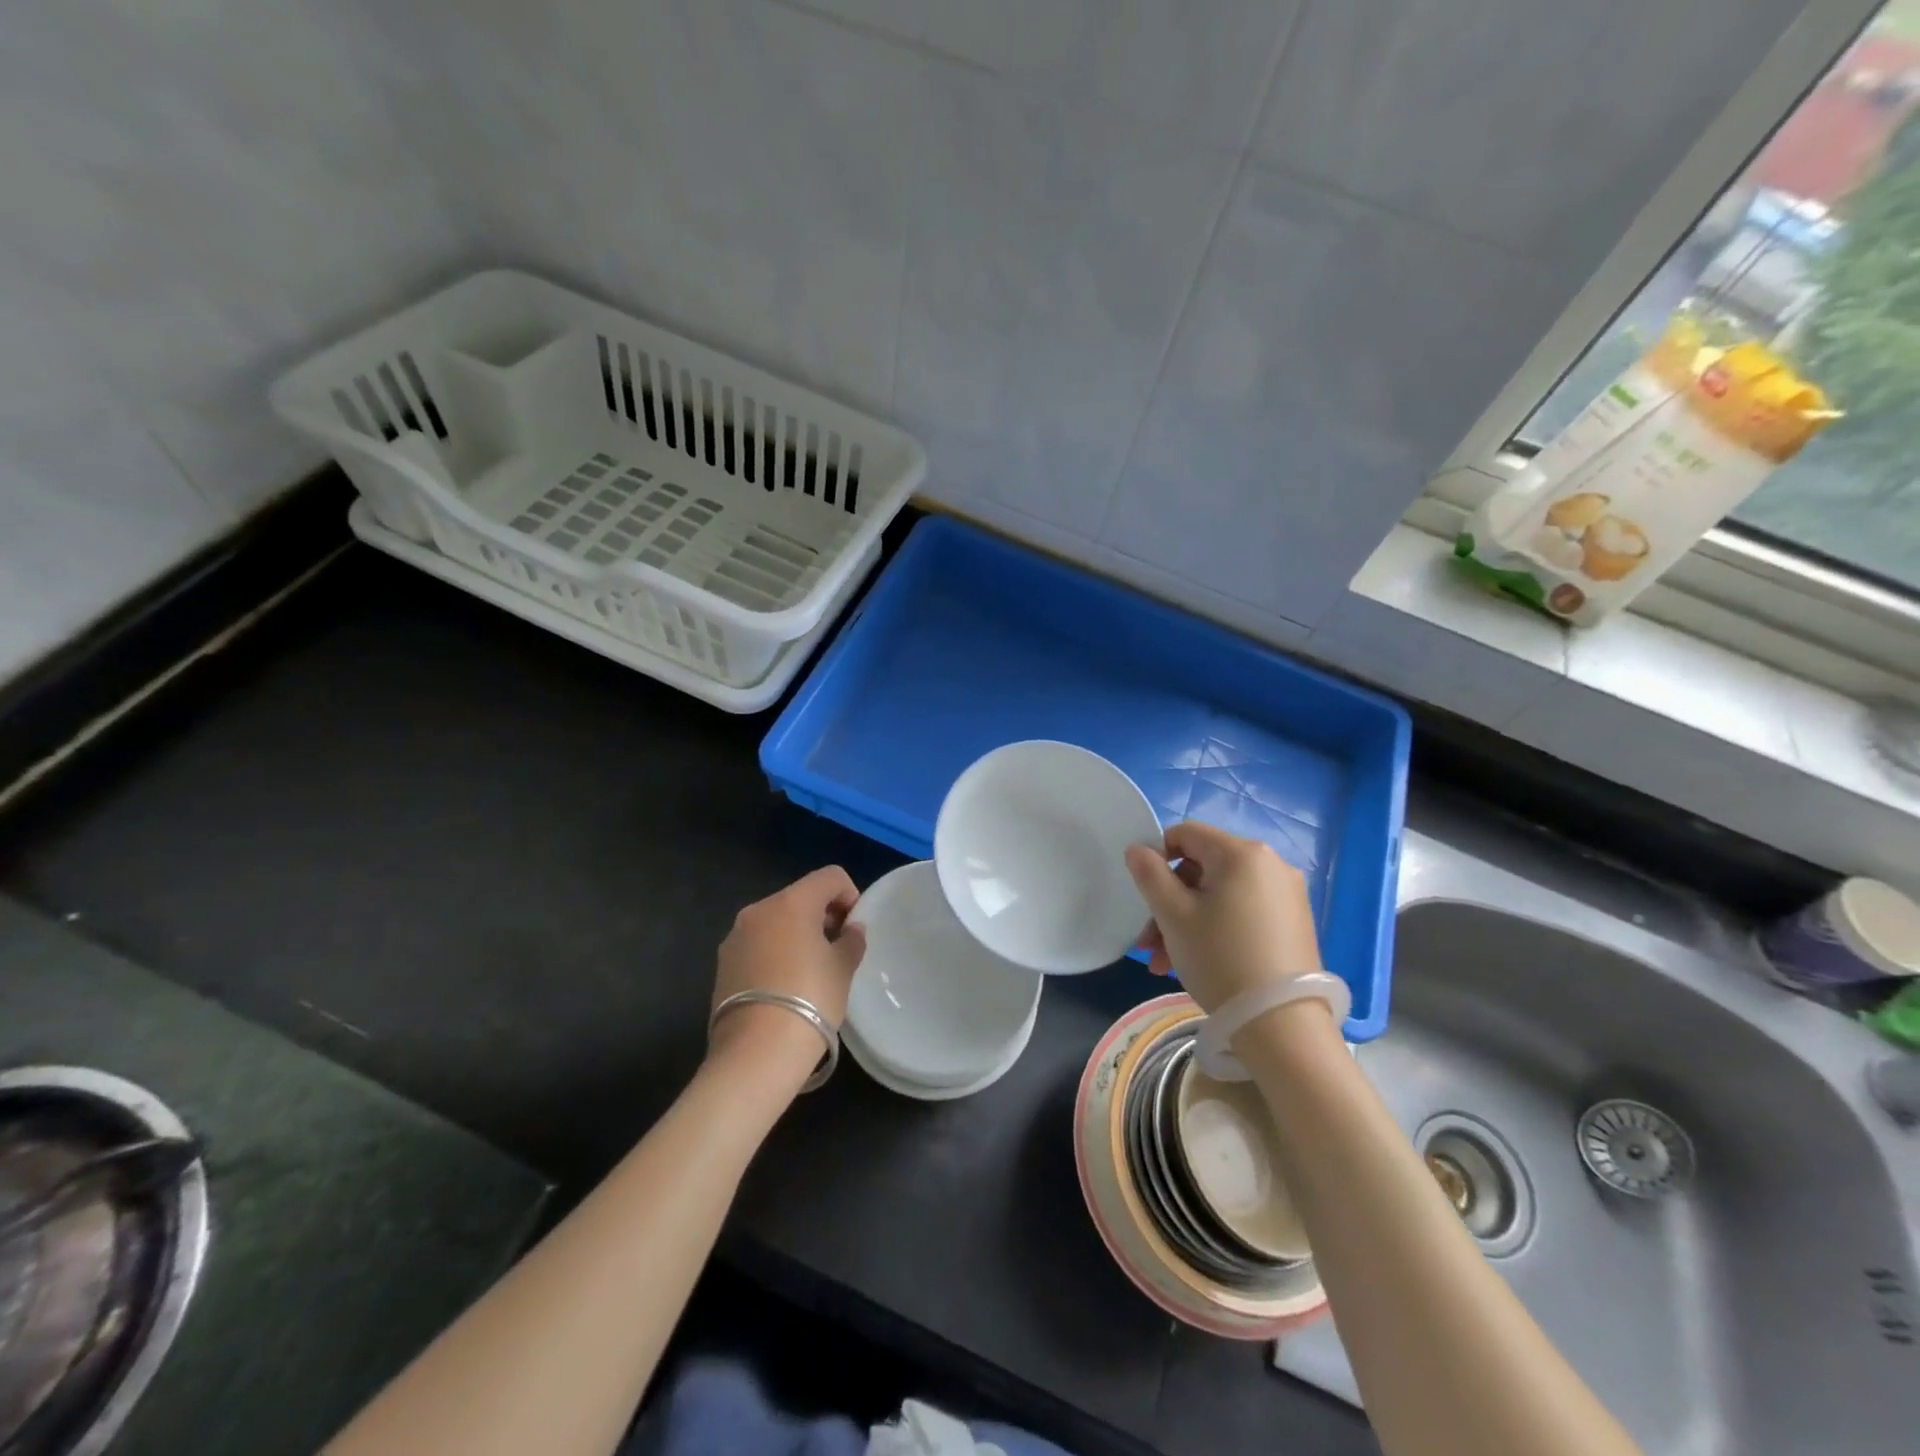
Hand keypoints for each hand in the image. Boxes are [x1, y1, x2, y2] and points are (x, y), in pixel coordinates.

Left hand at [709, 867, 866, 1075]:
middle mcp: (759, 910)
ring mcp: (735, 936)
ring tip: (810, 971)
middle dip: (823, 916)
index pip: (830, 877)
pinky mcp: (723, 964)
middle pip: (800, 896)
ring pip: (776, 921)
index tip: (853, 929)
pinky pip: (758, 944)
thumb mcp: (843, 969)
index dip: (849, 896)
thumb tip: (851, 929)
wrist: (756, 1052)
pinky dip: (775, 952)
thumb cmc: (810, 1000)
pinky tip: (785, 986)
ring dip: (797, 934)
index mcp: (791, 902)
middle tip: (837, 950)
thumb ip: (851, 941)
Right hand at [1125, 822, 1322, 1013]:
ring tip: (1166, 963)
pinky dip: (1217, 929)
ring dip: (1188, 921)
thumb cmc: (1220, 959)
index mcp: (1242, 853)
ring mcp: (1287, 895)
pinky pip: (1243, 912)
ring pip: (1221, 895)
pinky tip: (1200, 963)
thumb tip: (1138, 849)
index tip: (1145, 895)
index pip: (1186, 834)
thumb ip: (1150, 874)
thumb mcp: (1173, 915)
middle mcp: (1271, 865)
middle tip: (1150, 942)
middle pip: (1203, 868)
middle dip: (1170, 901)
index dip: (1158, 857)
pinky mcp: (1295, 924)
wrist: (1282, 1026)